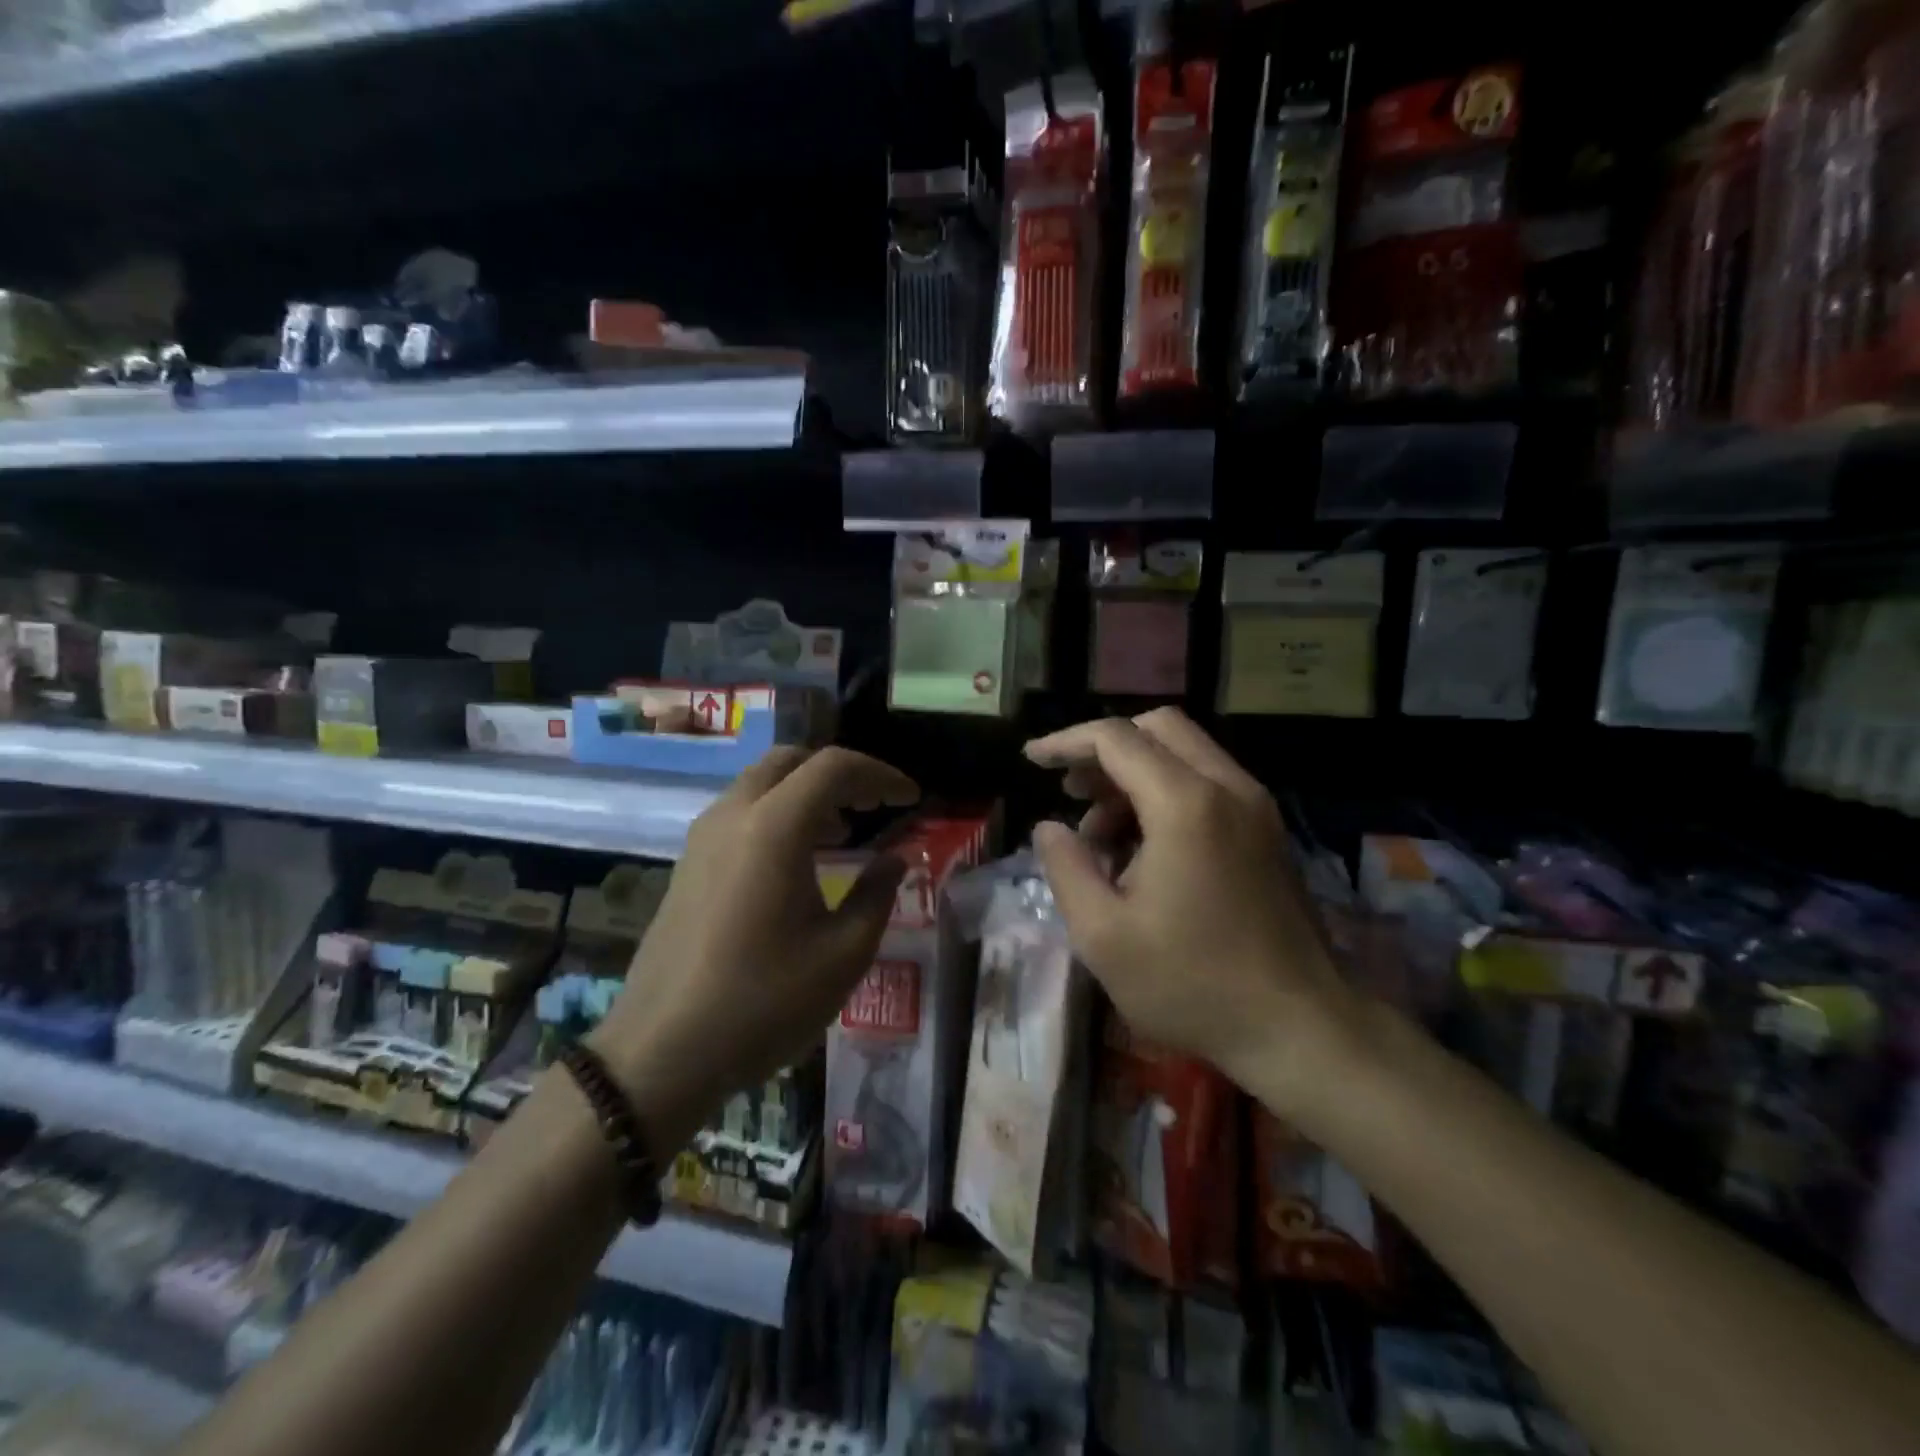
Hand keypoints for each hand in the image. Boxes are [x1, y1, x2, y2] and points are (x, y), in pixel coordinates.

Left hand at [589, 746, 918, 1153]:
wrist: (660, 1053)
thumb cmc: (764, 1003)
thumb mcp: (843, 955)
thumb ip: (877, 895)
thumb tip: (895, 859)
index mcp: (774, 827)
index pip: (834, 767)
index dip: (880, 775)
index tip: (910, 799)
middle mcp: (733, 815)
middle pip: (791, 760)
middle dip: (840, 773)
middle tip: (874, 806)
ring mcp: (702, 838)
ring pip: (761, 783)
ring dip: (807, 792)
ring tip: (843, 833)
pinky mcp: (687, 863)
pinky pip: (740, 812)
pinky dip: (778, 813)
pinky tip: (798, 861)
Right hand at [1024, 709, 1357, 1103]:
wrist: (1300, 1027)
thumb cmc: (1192, 982)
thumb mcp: (1103, 935)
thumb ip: (1066, 868)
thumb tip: (1049, 828)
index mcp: (1186, 804)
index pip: (1116, 739)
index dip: (1066, 742)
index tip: (1031, 760)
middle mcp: (1228, 787)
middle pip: (1158, 728)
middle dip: (1105, 750)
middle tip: (1072, 792)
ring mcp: (1256, 807)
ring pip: (1186, 753)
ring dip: (1135, 775)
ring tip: (1101, 836)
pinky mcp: (1268, 831)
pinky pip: (1208, 783)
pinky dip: (1167, 792)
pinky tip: (1144, 849)